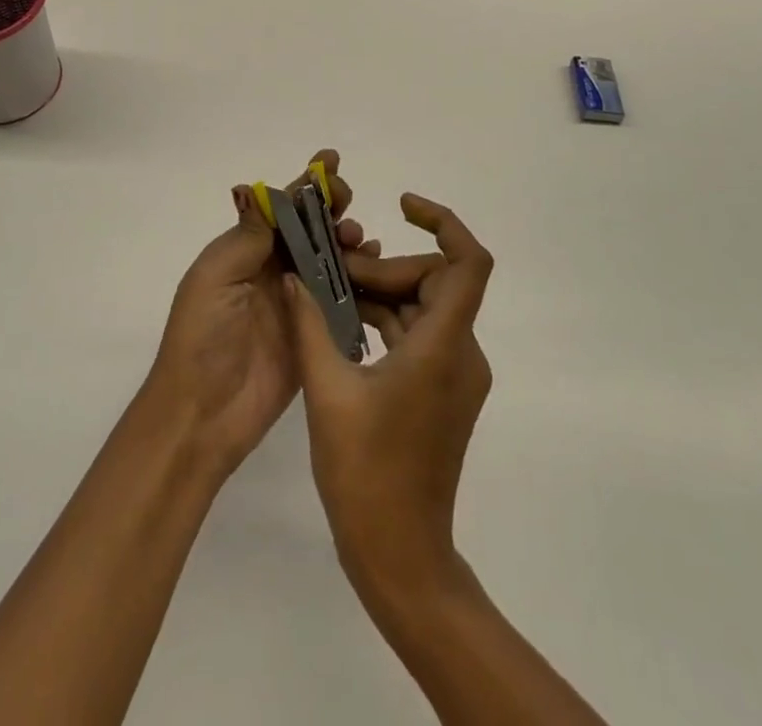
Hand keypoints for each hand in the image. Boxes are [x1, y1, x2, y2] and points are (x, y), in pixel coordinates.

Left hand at [142, 149, 373, 482]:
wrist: (203, 413)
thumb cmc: (202, 336)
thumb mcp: (215, 277)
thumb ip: (246, 237)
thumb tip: (259, 190)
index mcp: (242, 251)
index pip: (278, 209)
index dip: (304, 185)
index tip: (330, 161)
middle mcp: (270, 270)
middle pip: (307, 229)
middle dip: (330, 207)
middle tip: (348, 200)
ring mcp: (294, 300)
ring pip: (328, 258)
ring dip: (346, 240)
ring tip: (360, 237)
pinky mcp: (314, 331)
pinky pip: (341, 296)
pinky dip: (359, 278)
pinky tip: (373, 265)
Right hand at [284, 193, 494, 605]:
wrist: (401, 557)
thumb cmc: (366, 476)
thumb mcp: (328, 392)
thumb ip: (309, 325)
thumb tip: (294, 276)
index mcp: (442, 347)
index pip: (468, 263)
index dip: (443, 222)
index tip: (402, 204)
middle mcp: (461, 353)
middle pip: (433, 280)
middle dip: (384, 268)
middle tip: (332, 272)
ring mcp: (455, 374)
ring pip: (423, 307)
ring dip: (379, 294)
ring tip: (326, 293)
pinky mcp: (442, 391)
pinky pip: (418, 334)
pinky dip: (384, 321)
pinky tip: (341, 325)